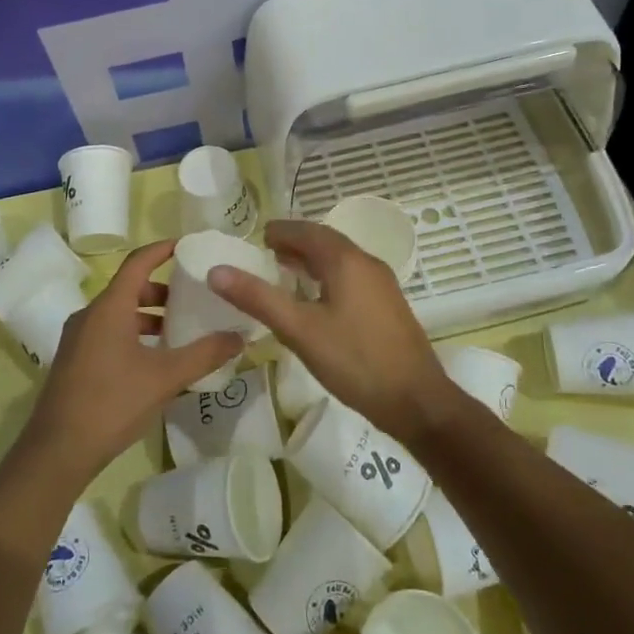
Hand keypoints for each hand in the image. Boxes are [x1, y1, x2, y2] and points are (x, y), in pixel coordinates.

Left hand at [22, 239, 243, 483]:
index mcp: (109, 307)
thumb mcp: (165, 378)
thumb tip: (239, 337)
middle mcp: (90, 314)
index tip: (188, 245)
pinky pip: (108, 333)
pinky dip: (133, 334)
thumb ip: (204, 354)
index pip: (138, 262)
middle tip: (192, 299)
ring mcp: (78, 338)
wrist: (57, 451)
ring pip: (118, 313)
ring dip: (148, 316)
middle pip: (129, 288)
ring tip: (178, 332)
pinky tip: (153, 361)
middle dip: (162, 291)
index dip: (162, 249)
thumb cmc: (112, 403)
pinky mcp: (74, 360)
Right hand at [207, 220, 456, 447]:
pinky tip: (317, 300)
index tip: (257, 238)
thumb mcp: (299, 330)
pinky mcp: (388, 306)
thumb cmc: (355, 361)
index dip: (281, 231)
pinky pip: (352, 277)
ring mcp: (382, 284)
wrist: (418, 402)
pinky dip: (328, 276)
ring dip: (312, 260)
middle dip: (295, 243)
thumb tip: (216, 270)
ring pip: (340, 260)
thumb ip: (258, 298)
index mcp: (346, 260)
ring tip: (285, 271)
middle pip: (325, 242)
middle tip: (265, 253)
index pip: (307, 231)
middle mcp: (367, 263)